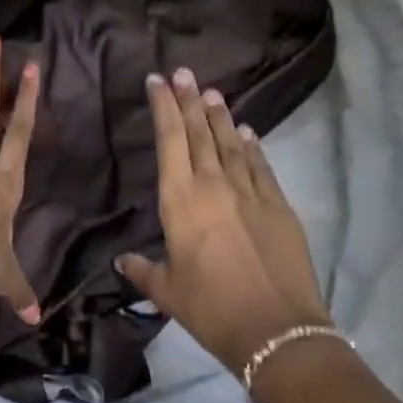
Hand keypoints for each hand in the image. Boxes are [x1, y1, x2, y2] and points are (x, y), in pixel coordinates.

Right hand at [116, 68, 329, 373]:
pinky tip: (246, 132)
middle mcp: (214, 185)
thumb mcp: (167, 291)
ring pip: (231, 142)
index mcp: (180, 200)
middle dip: (189, 99)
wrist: (277, 331)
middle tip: (182, 72)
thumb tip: (123, 260)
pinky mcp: (279, 206)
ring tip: (211, 92)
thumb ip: (143, 270)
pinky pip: (261, 166)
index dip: (163, 107)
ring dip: (220, 115)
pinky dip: (252, 146)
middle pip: (199, 132)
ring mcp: (251, 192)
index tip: (157, 81)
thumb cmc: (211, 309)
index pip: (169, 140)